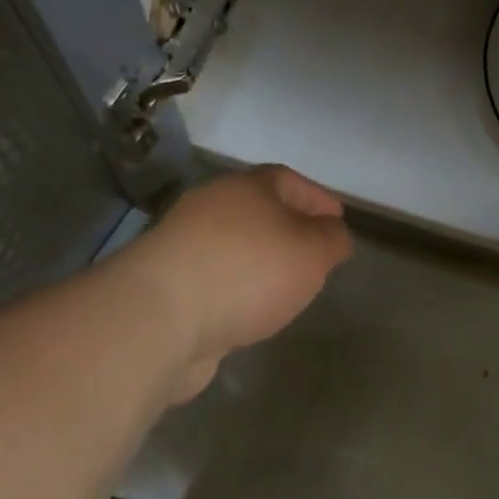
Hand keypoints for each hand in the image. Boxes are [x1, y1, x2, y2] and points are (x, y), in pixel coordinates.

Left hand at [121, 165, 352, 399]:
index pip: (290, 180)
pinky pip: (214, 277)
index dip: (317, 198)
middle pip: (258, 210)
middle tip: (314, 254)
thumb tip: (334, 233)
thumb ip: (332, 240)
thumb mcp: (312, 253)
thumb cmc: (248, 271)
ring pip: (235, 244)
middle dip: (288, 228)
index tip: (338, 219)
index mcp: (247, 188)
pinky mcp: (166, 283)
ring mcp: (183, 244)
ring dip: (260, 261)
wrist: (160, 318)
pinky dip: (236, 288)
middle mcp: (212, 206)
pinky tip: (249, 310)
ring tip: (285, 287)